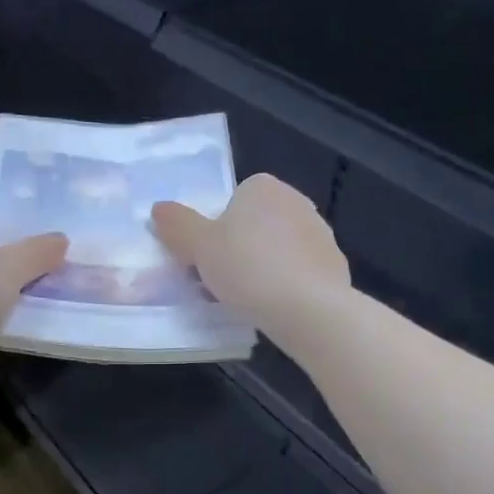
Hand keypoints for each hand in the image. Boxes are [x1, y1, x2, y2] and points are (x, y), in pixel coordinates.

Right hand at [151, 174, 350, 334]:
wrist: (307, 307)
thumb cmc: (246, 268)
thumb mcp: (198, 246)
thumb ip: (178, 225)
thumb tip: (159, 208)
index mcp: (262, 187)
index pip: (232, 202)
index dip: (217, 230)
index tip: (210, 258)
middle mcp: (295, 200)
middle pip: (255, 225)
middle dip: (241, 248)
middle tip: (224, 280)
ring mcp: (320, 231)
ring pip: (278, 248)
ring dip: (264, 267)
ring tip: (249, 298)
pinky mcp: (334, 263)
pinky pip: (299, 271)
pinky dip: (287, 284)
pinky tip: (277, 306)